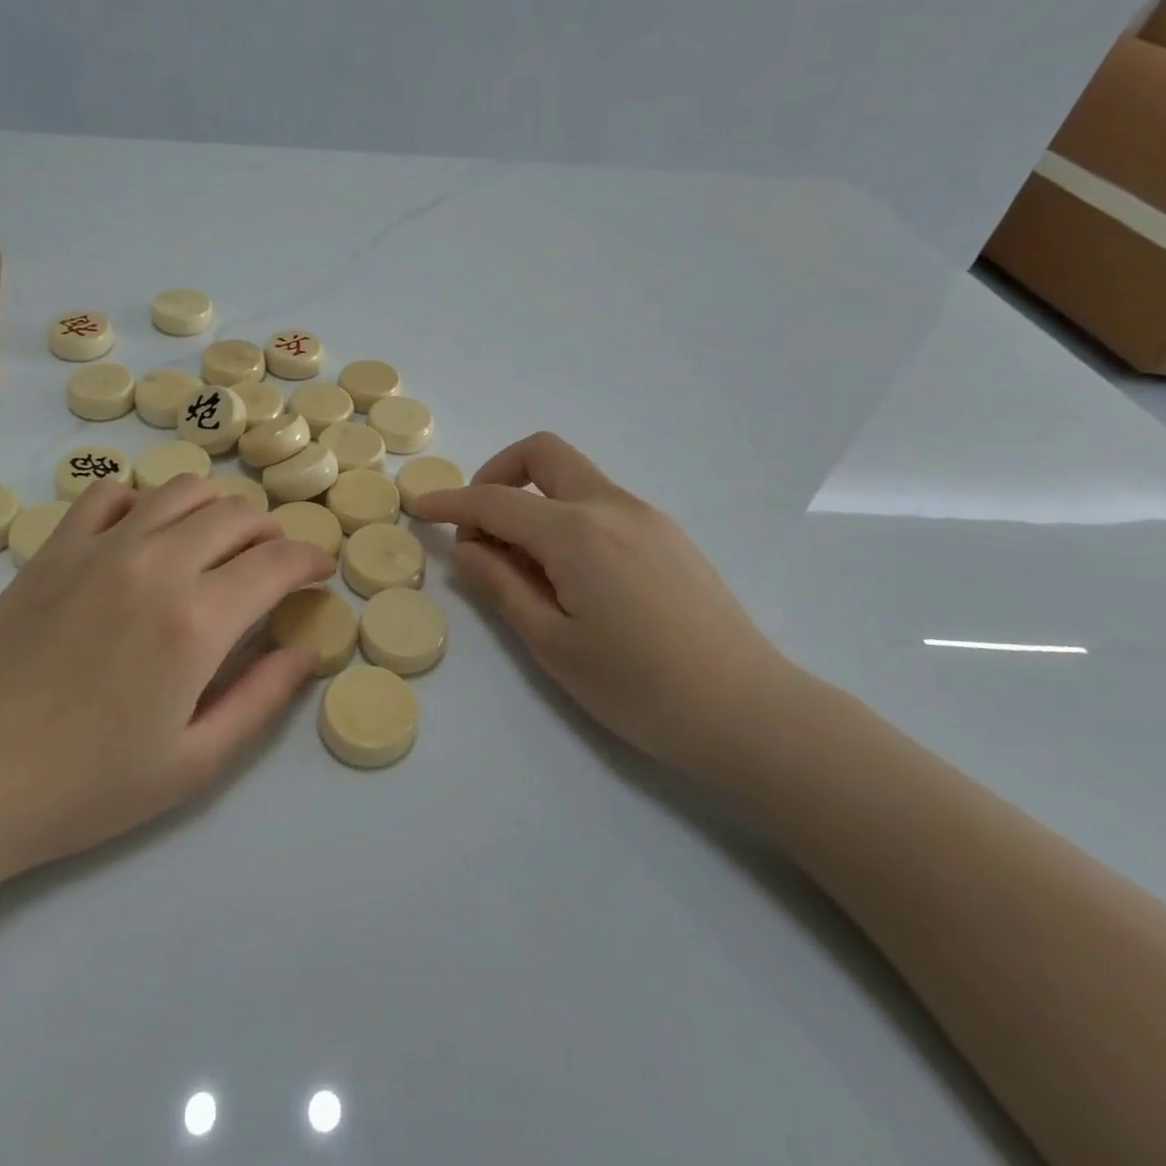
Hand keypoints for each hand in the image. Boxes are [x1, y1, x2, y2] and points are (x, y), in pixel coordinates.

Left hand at [0, 476, 333, 880]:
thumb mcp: (194, 764)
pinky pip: (111, 495)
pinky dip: (143, 502)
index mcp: (197, 620)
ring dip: (217, 510)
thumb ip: (261, 701)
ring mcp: (100, 549)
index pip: (277, 561)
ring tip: (218, 545)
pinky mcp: (55, 550)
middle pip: (236, 515)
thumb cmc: (85, 786)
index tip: (319, 572)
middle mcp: (156, 565)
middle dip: (272, 533)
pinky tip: (144, 535)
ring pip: (181, 491)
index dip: (311, 559)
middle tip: (274, 565)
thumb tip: (304, 652)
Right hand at [412, 433, 795, 770]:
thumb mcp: (551, 643)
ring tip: (524, 565)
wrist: (747, 711)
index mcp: (576, 531)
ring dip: (535, 500)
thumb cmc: (638, 687)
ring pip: (575, 480)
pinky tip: (571, 574)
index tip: (418, 507)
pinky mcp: (669, 536)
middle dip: (498, 473)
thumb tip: (468, 548)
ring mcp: (647, 517)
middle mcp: (612, 506)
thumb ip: (501, 586)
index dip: (450, 502)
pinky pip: (603, 505)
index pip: (495, 500)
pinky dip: (568, 518)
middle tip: (480, 525)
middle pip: (544, 454)